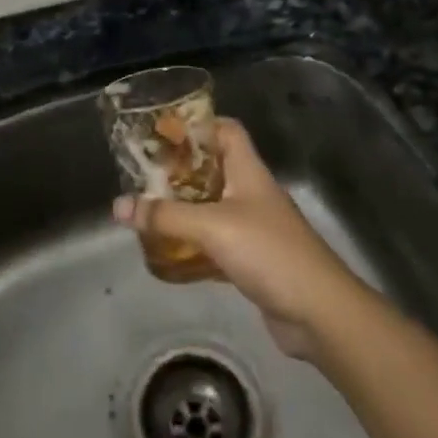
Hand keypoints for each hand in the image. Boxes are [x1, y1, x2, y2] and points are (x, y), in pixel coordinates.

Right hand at [113, 118, 364, 358]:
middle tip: (144, 175)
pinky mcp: (252, 260)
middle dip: (180, 171)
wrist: (318, 312)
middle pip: (213, 169)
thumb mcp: (213, 227)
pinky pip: (216, 243)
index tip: (163, 132)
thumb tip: (119, 206)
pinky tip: (169, 252)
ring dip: (184, 209)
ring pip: (212, 207)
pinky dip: (193, 245)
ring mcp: (254, 227)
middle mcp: (252, 193)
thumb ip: (166, 216)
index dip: (198, 125)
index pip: (227, 131)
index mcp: (249, 171)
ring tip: (148, 211)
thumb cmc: (269, 252)